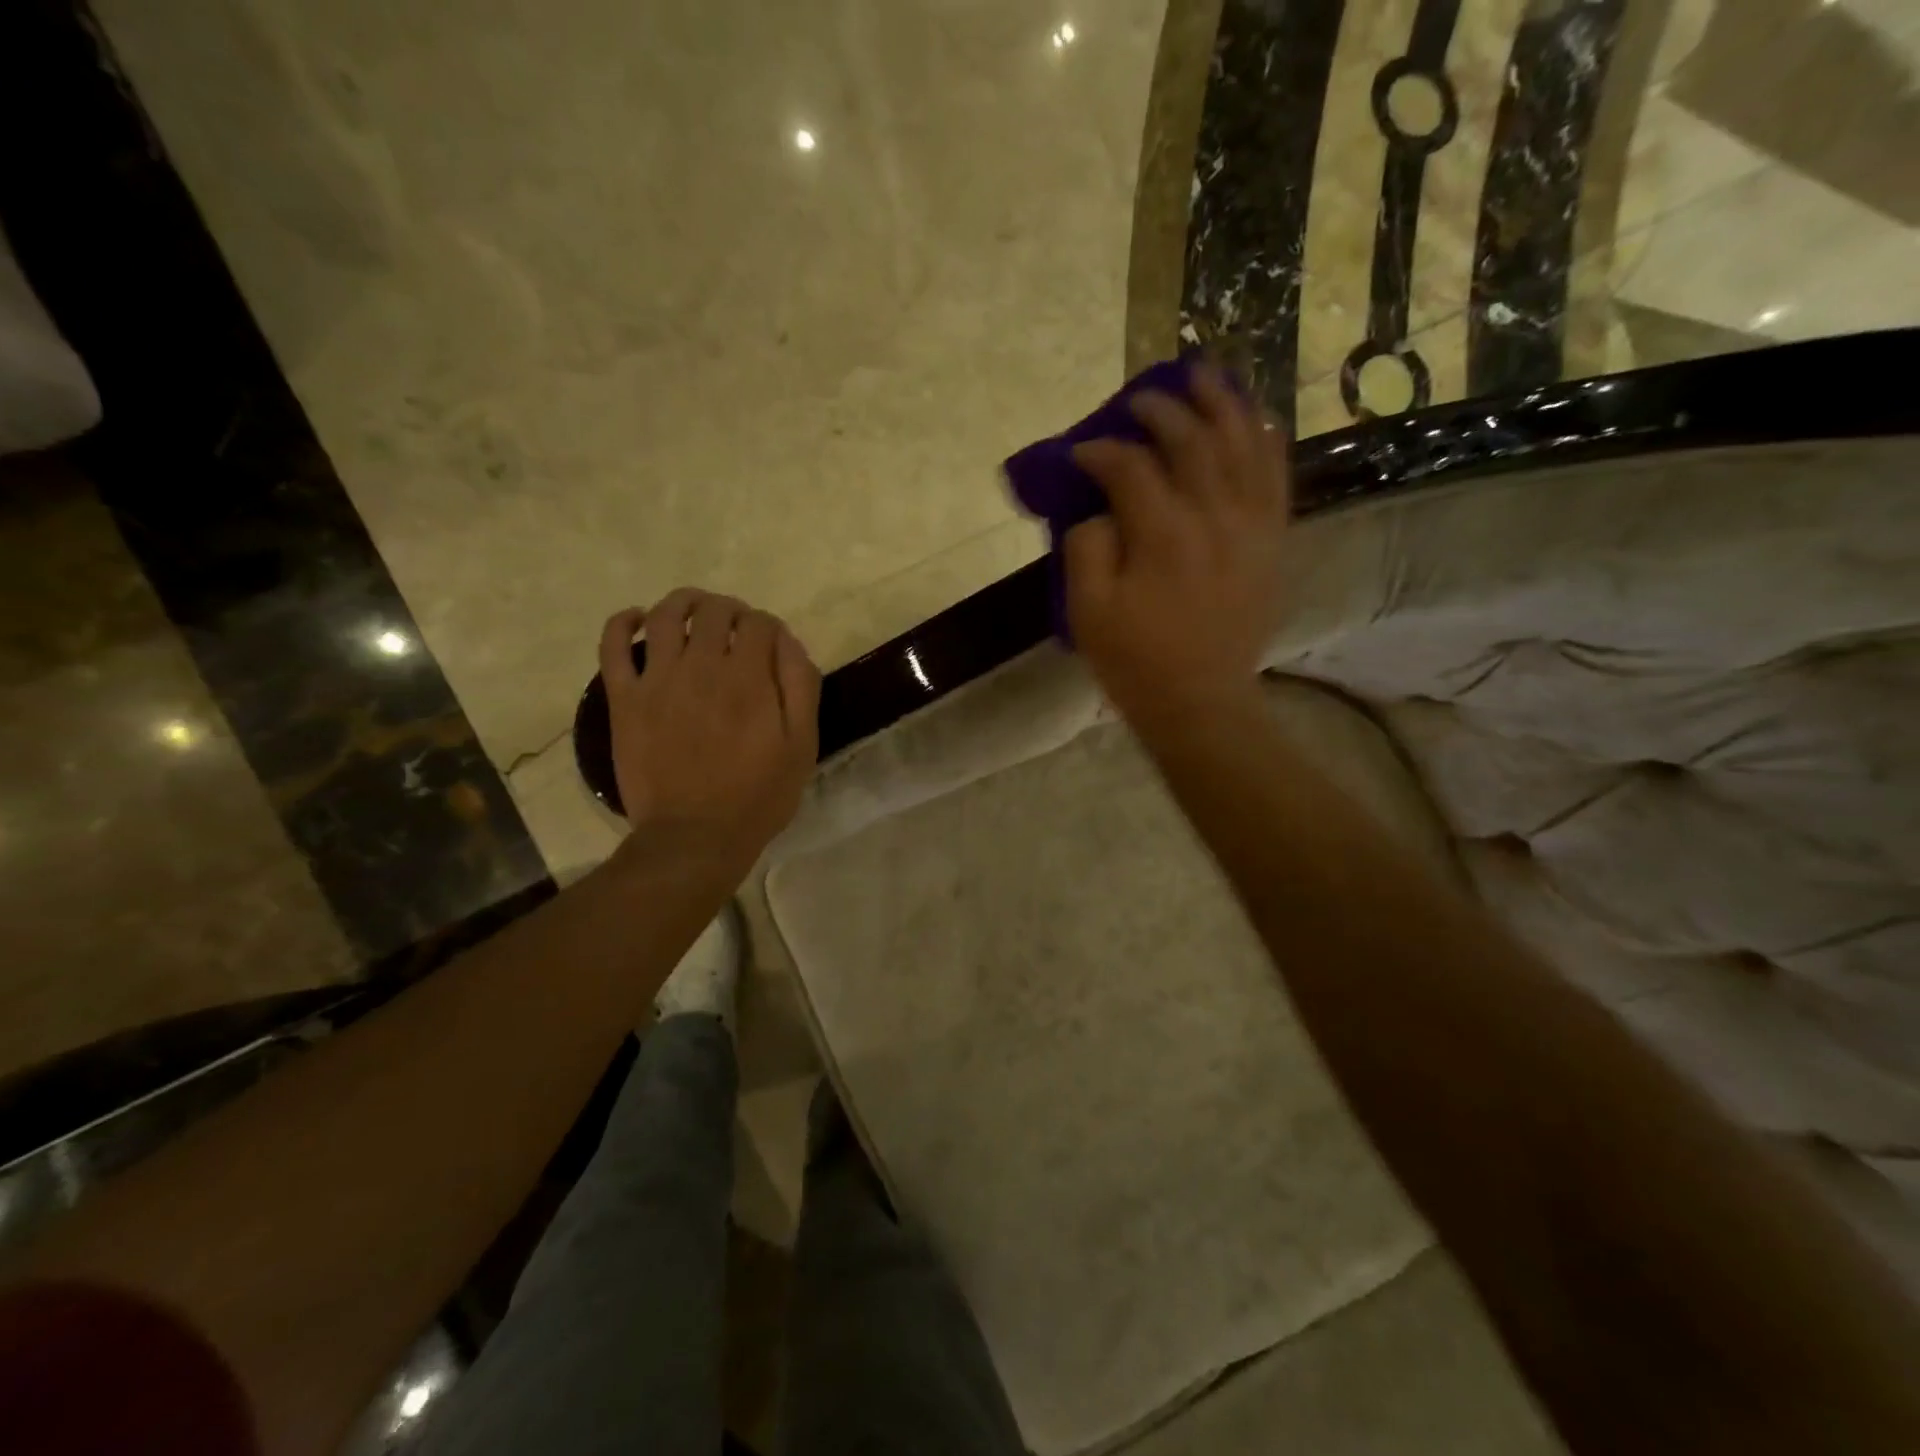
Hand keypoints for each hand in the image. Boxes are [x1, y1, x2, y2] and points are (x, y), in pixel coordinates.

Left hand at [599, 589, 820, 867]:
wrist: (695, 837)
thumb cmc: (758, 795)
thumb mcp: (802, 746)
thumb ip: (801, 687)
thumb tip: (787, 641)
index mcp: (749, 678)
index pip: (760, 623)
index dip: (769, 625)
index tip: (771, 643)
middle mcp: (702, 666)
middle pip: (714, 611)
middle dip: (731, 610)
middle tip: (735, 627)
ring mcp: (658, 680)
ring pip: (665, 615)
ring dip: (683, 602)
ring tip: (693, 610)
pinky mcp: (625, 699)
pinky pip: (612, 646)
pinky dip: (623, 622)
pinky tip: (637, 620)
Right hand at [1064, 363, 1290, 725]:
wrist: (1201, 700)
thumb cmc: (1136, 660)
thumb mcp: (1088, 612)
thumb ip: (1086, 548)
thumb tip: (1099, 509)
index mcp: (1164, 534)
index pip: (1130, 467)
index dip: (1100, 451)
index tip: (1079, 452)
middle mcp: (1215, 516)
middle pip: (1191, 440)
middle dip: (1160, 410)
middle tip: (1137, 400)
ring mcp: (1252, 525)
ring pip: (1243, 443)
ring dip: (1222, 403)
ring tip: (1204, 374)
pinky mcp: (1272, 541)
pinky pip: (1276, 475)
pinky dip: (1266, 440)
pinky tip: (1256, 418)